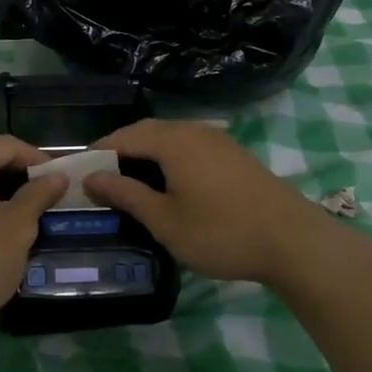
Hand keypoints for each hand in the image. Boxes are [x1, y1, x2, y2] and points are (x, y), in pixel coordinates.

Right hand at [83, 119, 331, 284]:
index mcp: (172, 141)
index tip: (78, 173)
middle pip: (146, 132)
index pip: (123, 137)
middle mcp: (193, 130)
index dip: (98, 153)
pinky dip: (169, 160)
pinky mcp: (233, 154)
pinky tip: (168, 185)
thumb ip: (125, 194)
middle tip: (100, 180)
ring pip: (169, 138)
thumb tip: (91, 177)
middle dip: (120, 151)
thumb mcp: (165, 220)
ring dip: (145, 155)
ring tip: (130, 184)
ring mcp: (217, 140)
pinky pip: (189, 147)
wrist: (293, 241)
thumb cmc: (221, 232)